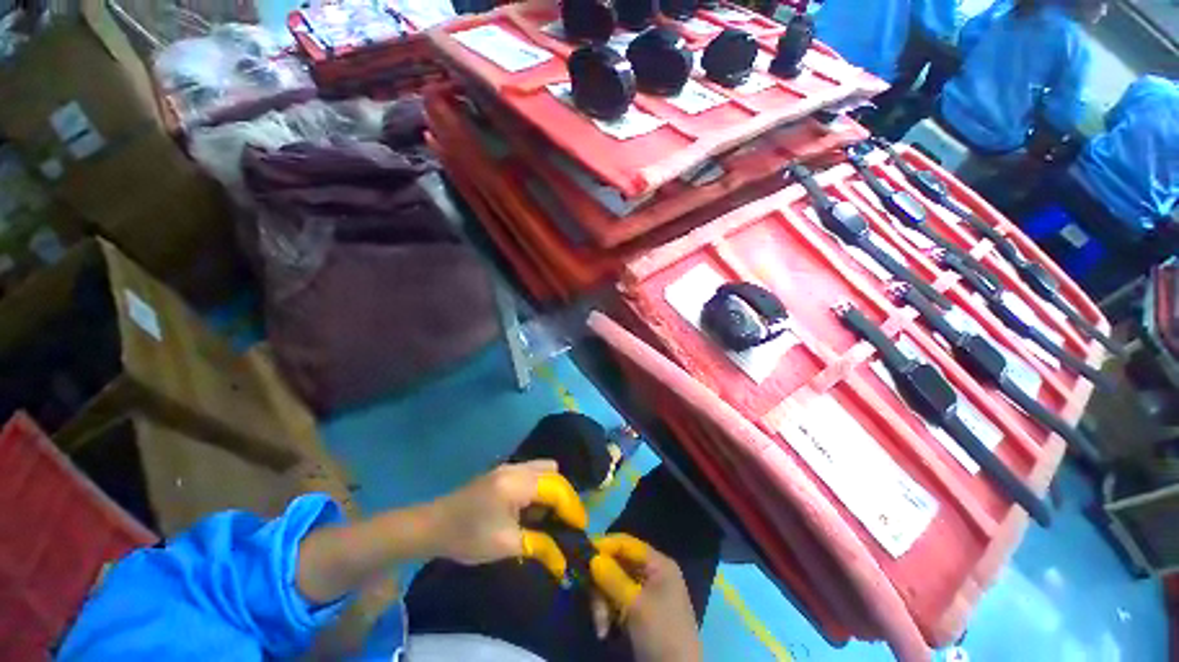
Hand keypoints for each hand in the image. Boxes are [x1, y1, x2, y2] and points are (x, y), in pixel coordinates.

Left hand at [427, 460, 586, 575]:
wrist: (432, 526)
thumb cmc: (468, 537)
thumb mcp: (505, 545)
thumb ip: (538, 545)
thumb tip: (563, 559)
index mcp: (517, 483)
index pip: (556, 487)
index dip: (571, 507)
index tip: (580, 527)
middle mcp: (516, 467)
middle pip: (553, 472)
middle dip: (564, 495)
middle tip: (565, 521)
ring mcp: (508, 466)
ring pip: (543, 469)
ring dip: (552, 489)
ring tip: (551, 515)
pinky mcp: (502, 471)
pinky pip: (532, 472)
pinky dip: (540, 487)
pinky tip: (533, 508)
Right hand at [589, 534, 701, 661]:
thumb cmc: (661, 634)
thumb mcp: (636, 605)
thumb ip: (613, 578)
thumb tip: (592, 557)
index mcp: (658, 564)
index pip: (626, 543)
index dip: (604, 545)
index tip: (581, 551)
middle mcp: (651, 573)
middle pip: (617, 564)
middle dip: (601, 584)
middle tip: (589, 599)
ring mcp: (644, 594)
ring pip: (612, 585)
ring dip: (602, 603)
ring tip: (601, 626)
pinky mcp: (637, 612)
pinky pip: (615, 602)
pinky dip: (607, 614)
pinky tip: (604, 632)